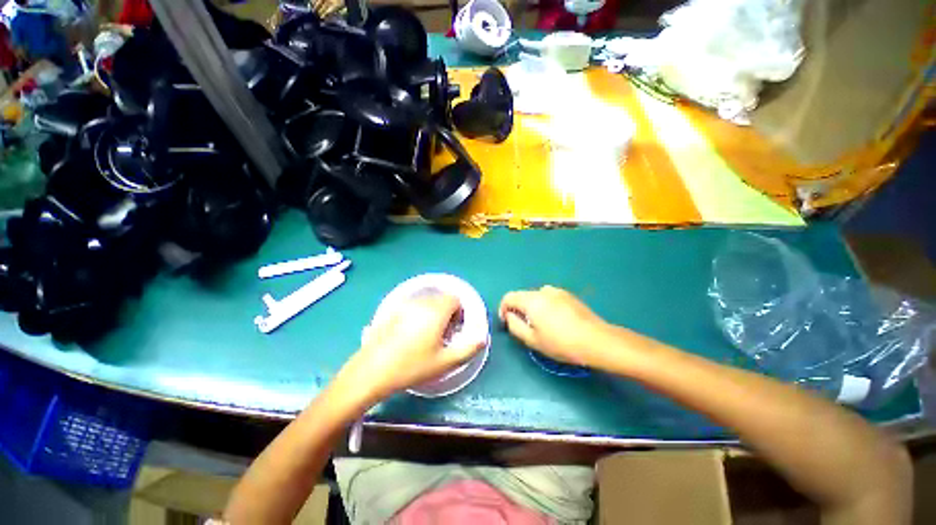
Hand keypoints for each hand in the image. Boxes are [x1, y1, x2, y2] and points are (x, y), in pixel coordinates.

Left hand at [337, 294, 485, 402]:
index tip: (455, 329)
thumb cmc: (412, 366)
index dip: (459, 312)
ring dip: (433, 311)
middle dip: (447, 311)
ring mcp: (404, 304)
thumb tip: (482, 338)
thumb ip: (468, 349)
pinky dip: (419, 312)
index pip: (455, 298)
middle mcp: (421, 302)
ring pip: (427, 300)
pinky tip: (410, 333)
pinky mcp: (392, 309)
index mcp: (436, 310)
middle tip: (443, 334)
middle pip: (441, 297)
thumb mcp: (445, 362)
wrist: (372, 371)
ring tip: (427, 335)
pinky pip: (413, 305)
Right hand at [499, 286, 611, 367]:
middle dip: (518, 309)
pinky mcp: (569, 295)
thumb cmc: (561, 343)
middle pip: (522, 295)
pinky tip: (555, 321)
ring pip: (536, 296)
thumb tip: (509, 316)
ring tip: (540, 324)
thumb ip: (514, 325)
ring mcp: (557, 291)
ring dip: (532, 307)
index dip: (503, 308)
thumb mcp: (532, 340)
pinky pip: (549, 297)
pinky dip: (544, 306)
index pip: (509, 297)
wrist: (596, 340)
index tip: (506, 322)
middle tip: (523, 326)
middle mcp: (543, 291)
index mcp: (531, 300)